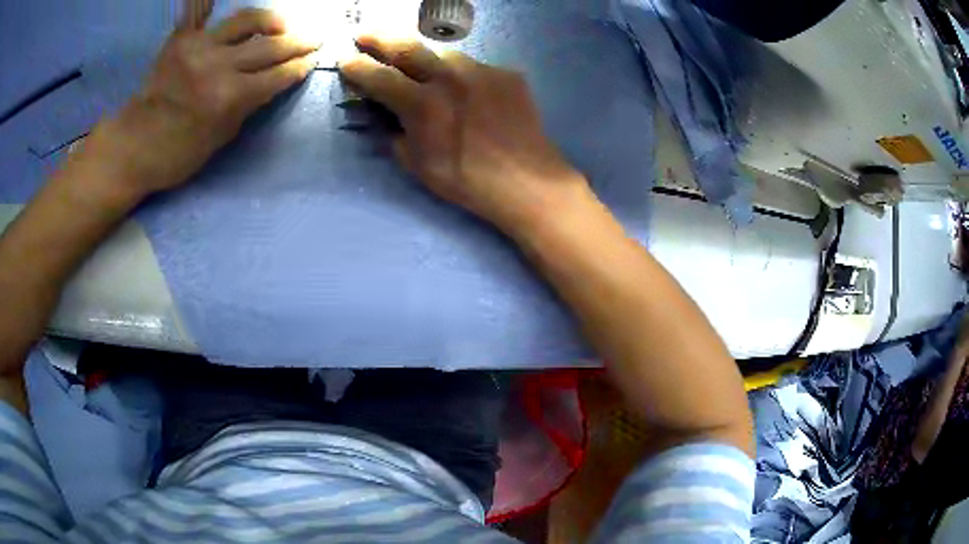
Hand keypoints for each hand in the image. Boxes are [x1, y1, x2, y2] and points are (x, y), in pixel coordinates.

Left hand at [91, 0, 318, 198]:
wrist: (133, 147)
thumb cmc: (178, 154)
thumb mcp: (221, 137)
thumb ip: (248, 105)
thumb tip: (270, 82)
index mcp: (229, 97)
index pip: (277, 75)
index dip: (299, 67)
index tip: (314, 60)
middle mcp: (218, 65)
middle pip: (270, 45)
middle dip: (298, 42)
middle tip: (315, 38)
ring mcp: (198, 46)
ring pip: (247, 20)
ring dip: (272, 19)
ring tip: (283, 23)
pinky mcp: (181, 39)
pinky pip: (198, 12)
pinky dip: (207, 2)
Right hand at [339, 36, 590, 236]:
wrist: (527, 180)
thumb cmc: (467, 181)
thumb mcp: (418, 165)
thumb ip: (395, 134)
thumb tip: (385, 115)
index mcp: (422, 103)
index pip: (379, 76)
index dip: (357, 67)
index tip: (344, 59)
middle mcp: (450, 77)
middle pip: (407, 47)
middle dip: (380, 38)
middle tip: (364, 34)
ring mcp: (481, 70)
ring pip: (443, 54)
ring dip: (425, 57)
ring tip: (421, 67)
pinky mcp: (506, 73)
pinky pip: (475, 67)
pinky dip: (462, 76)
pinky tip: (466, 91)